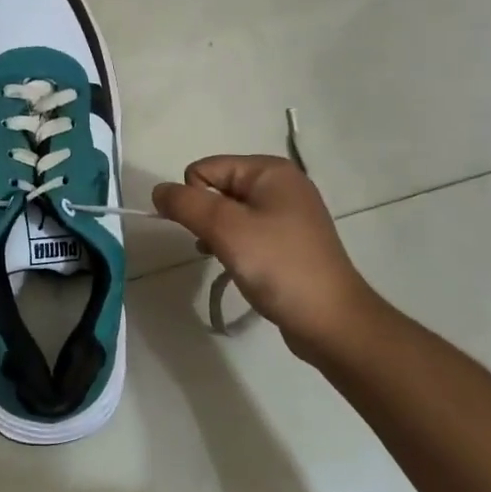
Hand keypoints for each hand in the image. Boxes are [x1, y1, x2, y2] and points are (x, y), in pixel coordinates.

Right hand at [152, 156, 382, 360]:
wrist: (332, 322)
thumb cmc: (279, 267)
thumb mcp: (226, 230)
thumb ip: (186, 204)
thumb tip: (158, 190)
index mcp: (270, 171)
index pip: (205, 169)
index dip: (195, 199)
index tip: (209, 231)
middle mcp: (281, 184)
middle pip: (217, 188)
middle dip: (207, 217)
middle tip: (222, 246)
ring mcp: (288, 213)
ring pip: (229, 213)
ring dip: (219, 234)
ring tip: (231, 260)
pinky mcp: (288, 241)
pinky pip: (246, 231)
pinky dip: (234, 246)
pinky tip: (239, 267)